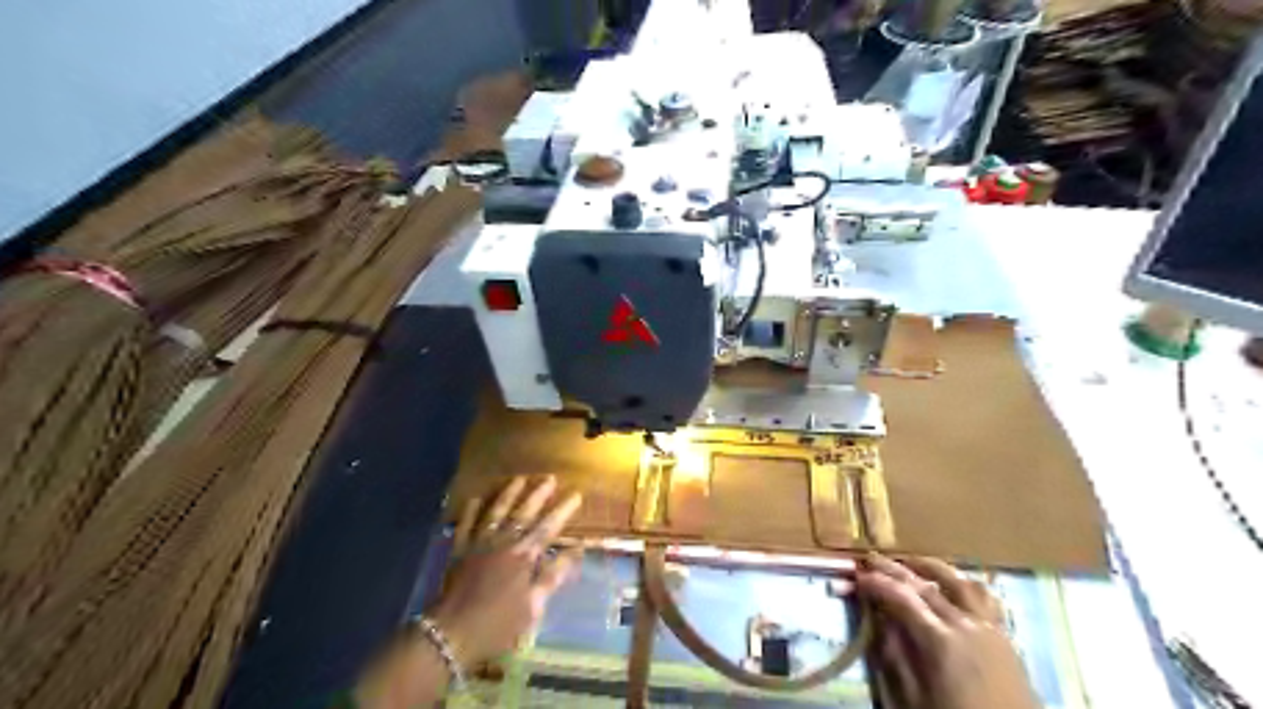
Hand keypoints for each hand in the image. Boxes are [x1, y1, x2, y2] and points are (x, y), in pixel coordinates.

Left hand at [426, 474, 578, 666]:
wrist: (451, 634)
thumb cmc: (498, 625)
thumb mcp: (533, 606)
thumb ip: (553, 575)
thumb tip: (577, 550)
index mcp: (524, 557)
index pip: (548, 527)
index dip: (563, 510)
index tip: (576, 494)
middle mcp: (503, 543)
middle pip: (523, 513)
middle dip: (538, 494)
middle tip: (550, 478)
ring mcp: (479, 544)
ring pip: (496, 511)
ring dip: (509, 493)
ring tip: (519, 478)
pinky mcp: (459, 551)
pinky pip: (465, 524)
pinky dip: (472, 510)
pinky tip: (477, 498)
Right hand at [854, 555, 1041, 708]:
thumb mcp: (915, 700)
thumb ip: (896, 657)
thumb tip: (879, 621)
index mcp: (941, 642)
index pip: (901, 599)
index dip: (876, 584)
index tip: (856, 576)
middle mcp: (965, 625)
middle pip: (925, 586)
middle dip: (894, 570)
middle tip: (871, 559)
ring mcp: (990, 628)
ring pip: (958, 582)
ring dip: (931, 568)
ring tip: (910, 562)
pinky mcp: (1005, 637)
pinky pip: (985, 598)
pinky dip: (964, 584)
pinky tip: (954, 584)